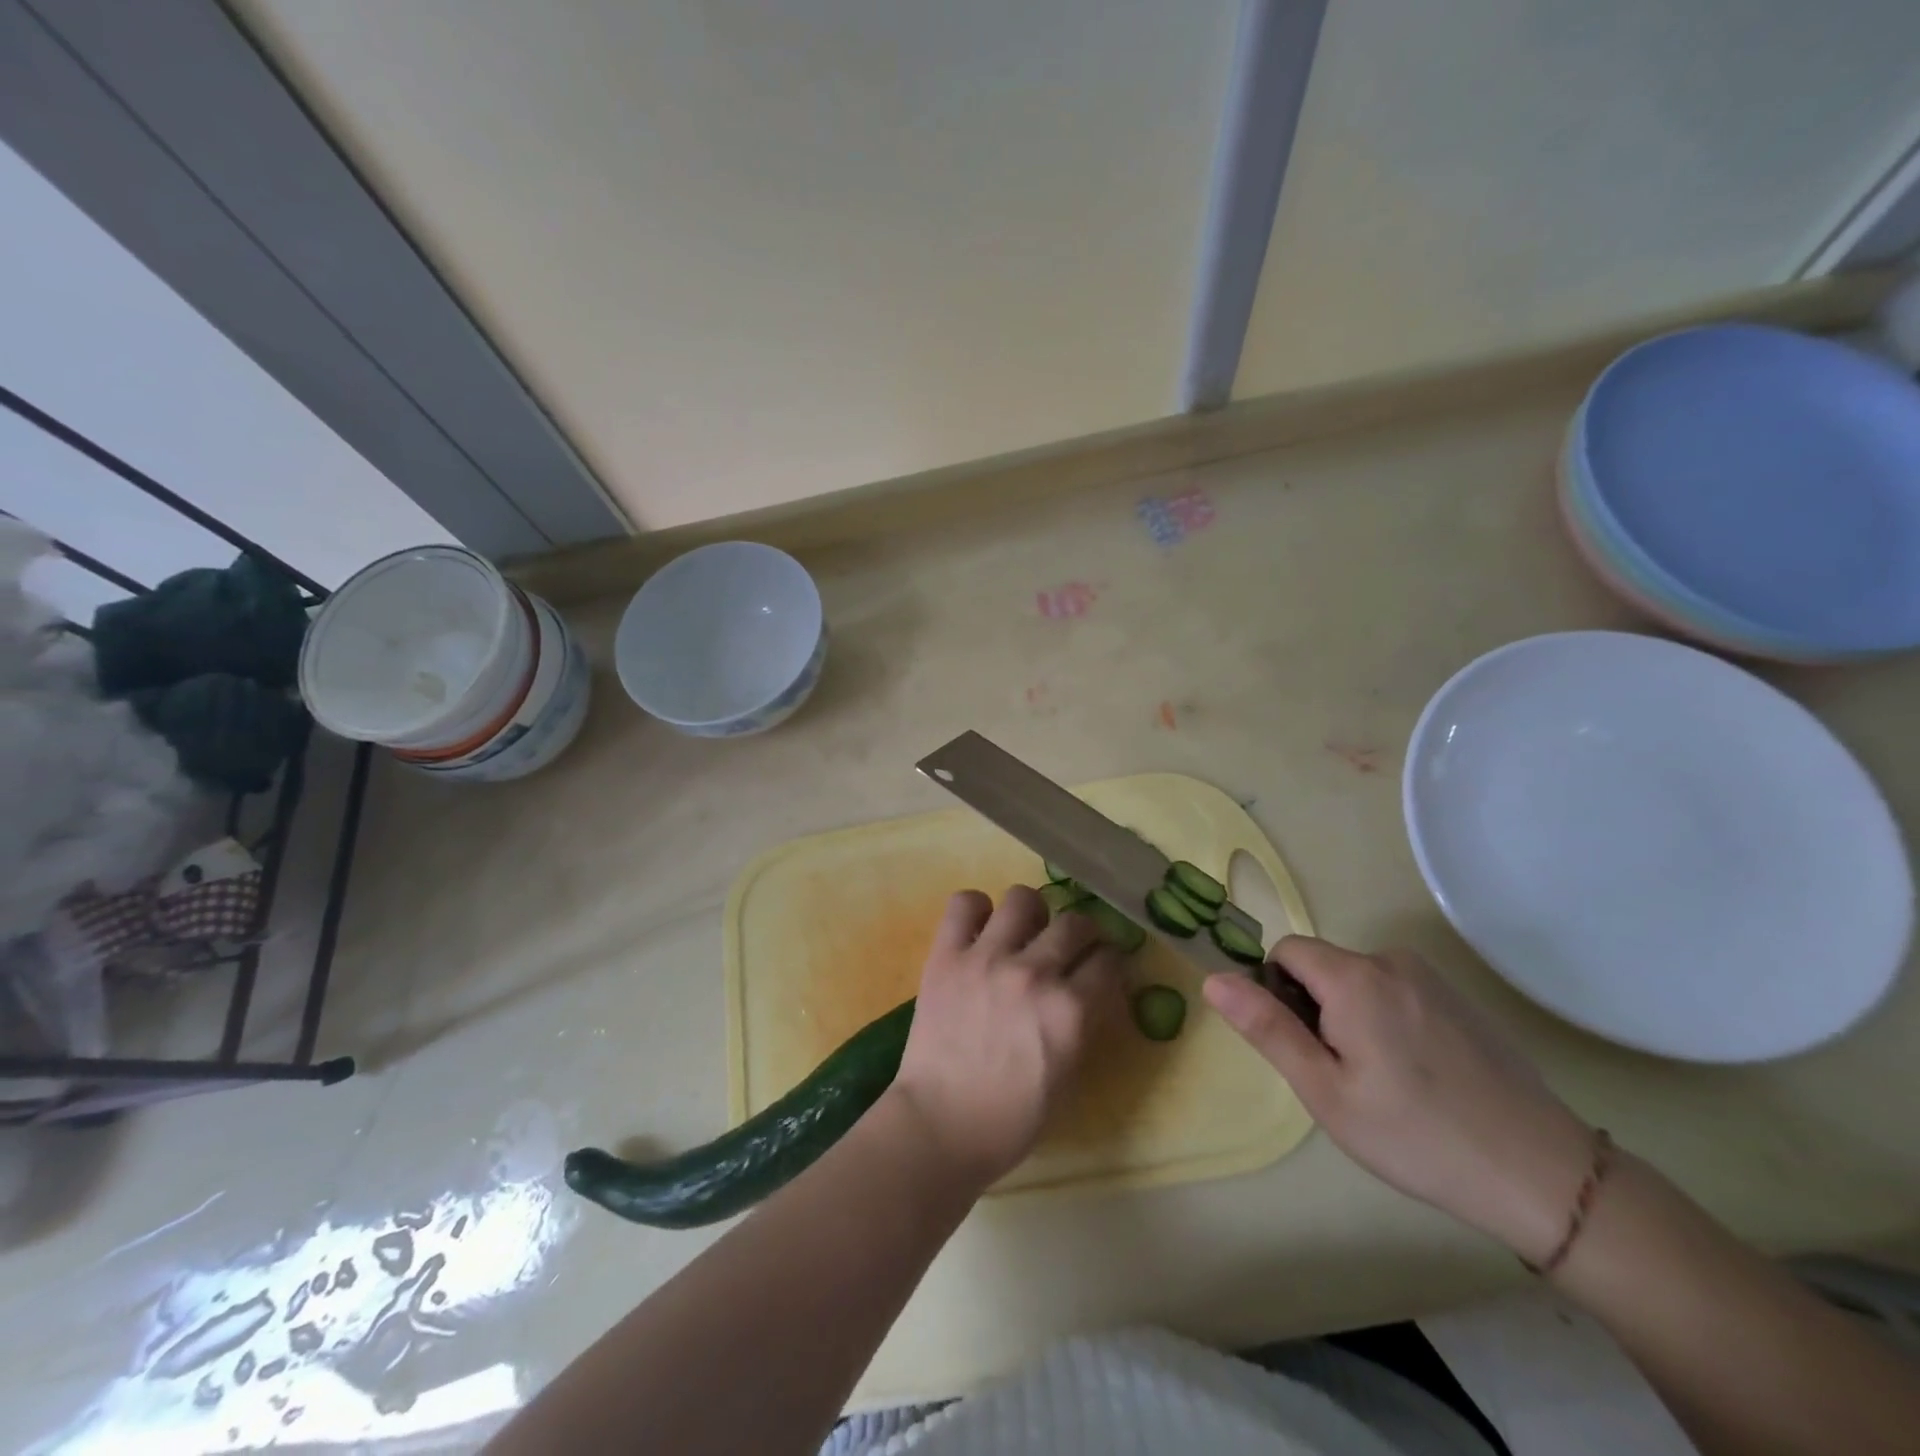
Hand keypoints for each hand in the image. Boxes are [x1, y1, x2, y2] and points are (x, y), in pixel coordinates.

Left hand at [885, 887, 1123, 1190]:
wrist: (941, 1125)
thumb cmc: (1010, 1119)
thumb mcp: (1066, 1075)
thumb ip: (1081, 1024)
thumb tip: (1088, 990)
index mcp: (1070, 1011)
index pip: (1108, 961)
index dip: (1110, 962)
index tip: (1104, 965)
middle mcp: (1034, 973)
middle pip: (1075, 923)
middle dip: (1082, 933)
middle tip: (1070, 947)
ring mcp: (988, 958)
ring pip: (1023, 898)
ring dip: (1031, 914)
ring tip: (1023, 932)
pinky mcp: (947, 955)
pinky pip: (965, 903)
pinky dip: (976, 909)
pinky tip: (980, 930)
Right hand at [1203, 937, 1595, 1262]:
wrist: (1543, 1174)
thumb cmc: (1416, 1135)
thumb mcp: (1325, 1091)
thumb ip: (1267, 1028)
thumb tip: (1214, 978)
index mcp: (1354, 977)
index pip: (1286, 951)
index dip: (1277, 992)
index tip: (1300, 1046)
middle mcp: (1391, 961)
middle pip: (1324, 966)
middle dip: (1316, 1009)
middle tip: (1342, 1076)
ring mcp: (1432, 979)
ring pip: (1360, 982)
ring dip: (1352, 1017)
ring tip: (1383, 1083)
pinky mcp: (1460, 1000)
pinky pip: (1397, 993)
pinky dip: (1389, 1022)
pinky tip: (1419, 1078)